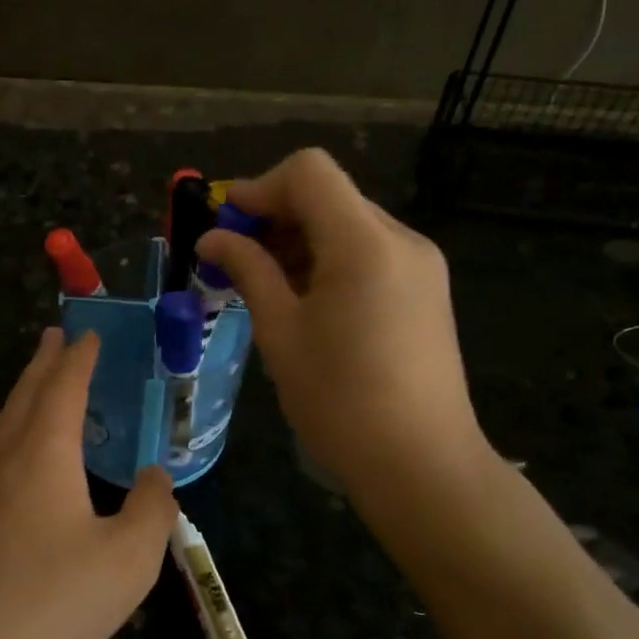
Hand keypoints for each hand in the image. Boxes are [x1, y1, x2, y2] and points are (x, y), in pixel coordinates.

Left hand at [0, 328, 178, 638]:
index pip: (64, 387)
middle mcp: (4, 457)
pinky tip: (13, 458)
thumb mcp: (129, 560)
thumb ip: (153, 510)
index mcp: (43, 452)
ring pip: (0, 423)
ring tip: (34, 384)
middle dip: (44, 362)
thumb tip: (157, 477)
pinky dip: (8, 431)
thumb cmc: (51, 601)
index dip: (79, 358)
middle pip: (25, 394)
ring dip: (22, 394)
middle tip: (55, 336)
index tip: (89, 334)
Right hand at [196, 148, 492, 506]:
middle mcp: (401, 240)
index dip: (259, 189)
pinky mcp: (426, 292)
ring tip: (265, 287)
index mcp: (365, 242)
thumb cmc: (340, 401)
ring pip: (348, 225)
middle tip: (235, 261)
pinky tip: (306, 303)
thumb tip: (212, 238)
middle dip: (276, 217)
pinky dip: (329, 261)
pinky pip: (369, 254)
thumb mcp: (281, 332)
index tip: (226, 228)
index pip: (309, 172)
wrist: (422, 466)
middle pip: (329, 195)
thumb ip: (248, 271)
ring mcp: (420, 266)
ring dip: (300, 241)